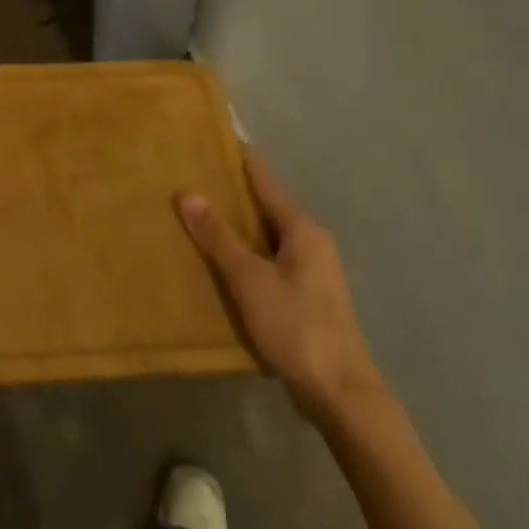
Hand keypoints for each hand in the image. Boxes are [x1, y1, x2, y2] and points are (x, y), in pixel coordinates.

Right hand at [177, 148, 385, 425]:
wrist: (340, 391)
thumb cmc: (294, 326)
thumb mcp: (249, 279)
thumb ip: (218, 237)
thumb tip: (188, 193)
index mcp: (303, 229)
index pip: (266, 180)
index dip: (241, 158)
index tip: (215, 136)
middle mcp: (312, 241)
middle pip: (268, 205)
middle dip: (234, 190)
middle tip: (195, 175)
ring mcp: (313, 269)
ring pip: (269, 233)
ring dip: (239, 222)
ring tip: (200, 213)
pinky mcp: (307, 294)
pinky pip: (271, 258)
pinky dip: (247, 250)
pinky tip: (223, 259)